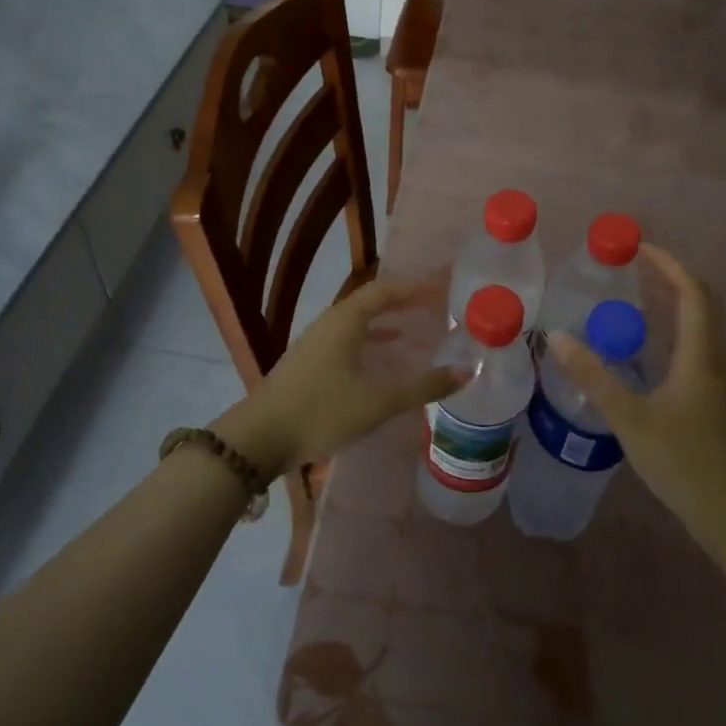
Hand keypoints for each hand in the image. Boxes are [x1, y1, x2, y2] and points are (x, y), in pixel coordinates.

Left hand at [220, 276, 463, 476]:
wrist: (259, 439)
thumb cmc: (322, 411)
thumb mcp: (378, 401)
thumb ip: (423, 386)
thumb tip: (466, 371)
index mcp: (345, 320)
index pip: (385, 290)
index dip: (414, 287)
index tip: (441, 287)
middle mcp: (329, 323)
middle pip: (370, 303)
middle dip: (402, 303)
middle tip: (433, 308)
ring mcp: (314, 343)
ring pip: (357, 323)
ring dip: (385, 324)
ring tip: (414, 332)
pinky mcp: (307, 364)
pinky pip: (346, 341)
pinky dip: (369, 343)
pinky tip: (380, 363)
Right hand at [549, 244, 725, 535]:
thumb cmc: (681, 461)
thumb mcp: (629, 418)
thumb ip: (593, 377)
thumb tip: (557, 338)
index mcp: (700, 355)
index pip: (692, 293)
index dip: (669, 265)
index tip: (639, 248)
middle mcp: (713, 359)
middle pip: (703, 302)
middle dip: (672, 276)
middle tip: (635, 266)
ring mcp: (715, 379)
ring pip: (701, 324)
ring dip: (674, 301)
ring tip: (637, 294)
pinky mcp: (711, 397)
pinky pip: (695, 345)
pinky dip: (673, 328)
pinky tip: (645, 346)